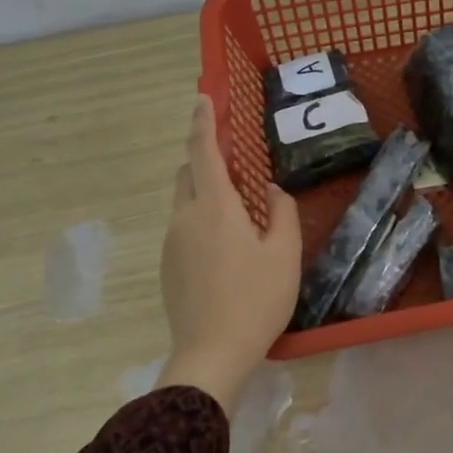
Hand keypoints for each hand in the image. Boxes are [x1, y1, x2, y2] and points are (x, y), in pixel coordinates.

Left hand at [157, 96, 301, 414]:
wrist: (211, 354)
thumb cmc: (256, 299)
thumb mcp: (284, 254)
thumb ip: (282, 212)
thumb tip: (269, 191)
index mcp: (214, 207)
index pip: (203, 151)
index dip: (203, 122)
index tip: (202, 98)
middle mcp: (185, 218)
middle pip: (188, 174)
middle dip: (206, 160)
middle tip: (237, 166)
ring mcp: (171, 244)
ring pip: (185, 202)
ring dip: (205, 193)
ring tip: (239, 214)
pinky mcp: (167, 267)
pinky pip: (183, 228)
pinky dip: (201, 221)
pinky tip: (227, 250)